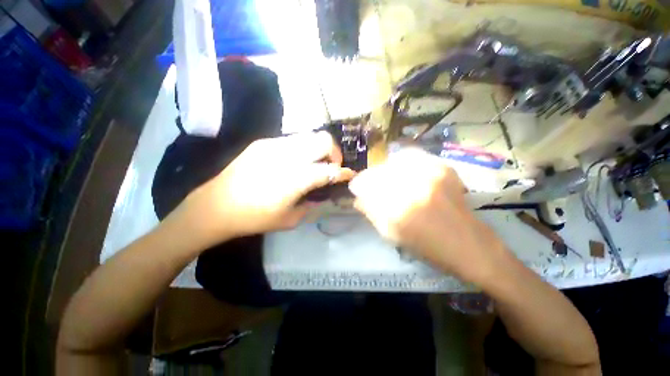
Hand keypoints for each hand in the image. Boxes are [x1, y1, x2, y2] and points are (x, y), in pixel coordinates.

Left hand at [178, 132, 354, 243]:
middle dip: (334, 152)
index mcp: (296, 178)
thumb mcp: (290, 219)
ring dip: (318, 149)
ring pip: (309, 136)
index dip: (343, 172)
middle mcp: (288, 156)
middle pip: (324, 140)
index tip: (349, 174)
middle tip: (331, 166)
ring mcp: (274, 145)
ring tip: (313, 163)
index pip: (330, 170)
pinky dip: (301, 149)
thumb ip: (311, 204)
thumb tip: (320, 194)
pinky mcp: (262, 142)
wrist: (216, 206)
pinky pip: (292, 140)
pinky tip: (293, 162)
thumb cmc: (255, 217)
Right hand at [349, 148, 507, 282]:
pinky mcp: (442, 167)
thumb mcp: (392, 234)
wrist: (468, 244)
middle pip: (379, 171)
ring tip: (387, 179)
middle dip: (370, 178)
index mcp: (397, 208)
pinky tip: (402, 171)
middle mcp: (412, 186)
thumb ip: (372, 213)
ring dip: (385, 170)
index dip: (358, 184)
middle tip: (371, 185)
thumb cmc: (427, 246)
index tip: (355, 188)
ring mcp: (429, 173)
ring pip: (394, 161)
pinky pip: (412, 156)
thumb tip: (358, 198)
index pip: (367, 185)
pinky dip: (402, 162)